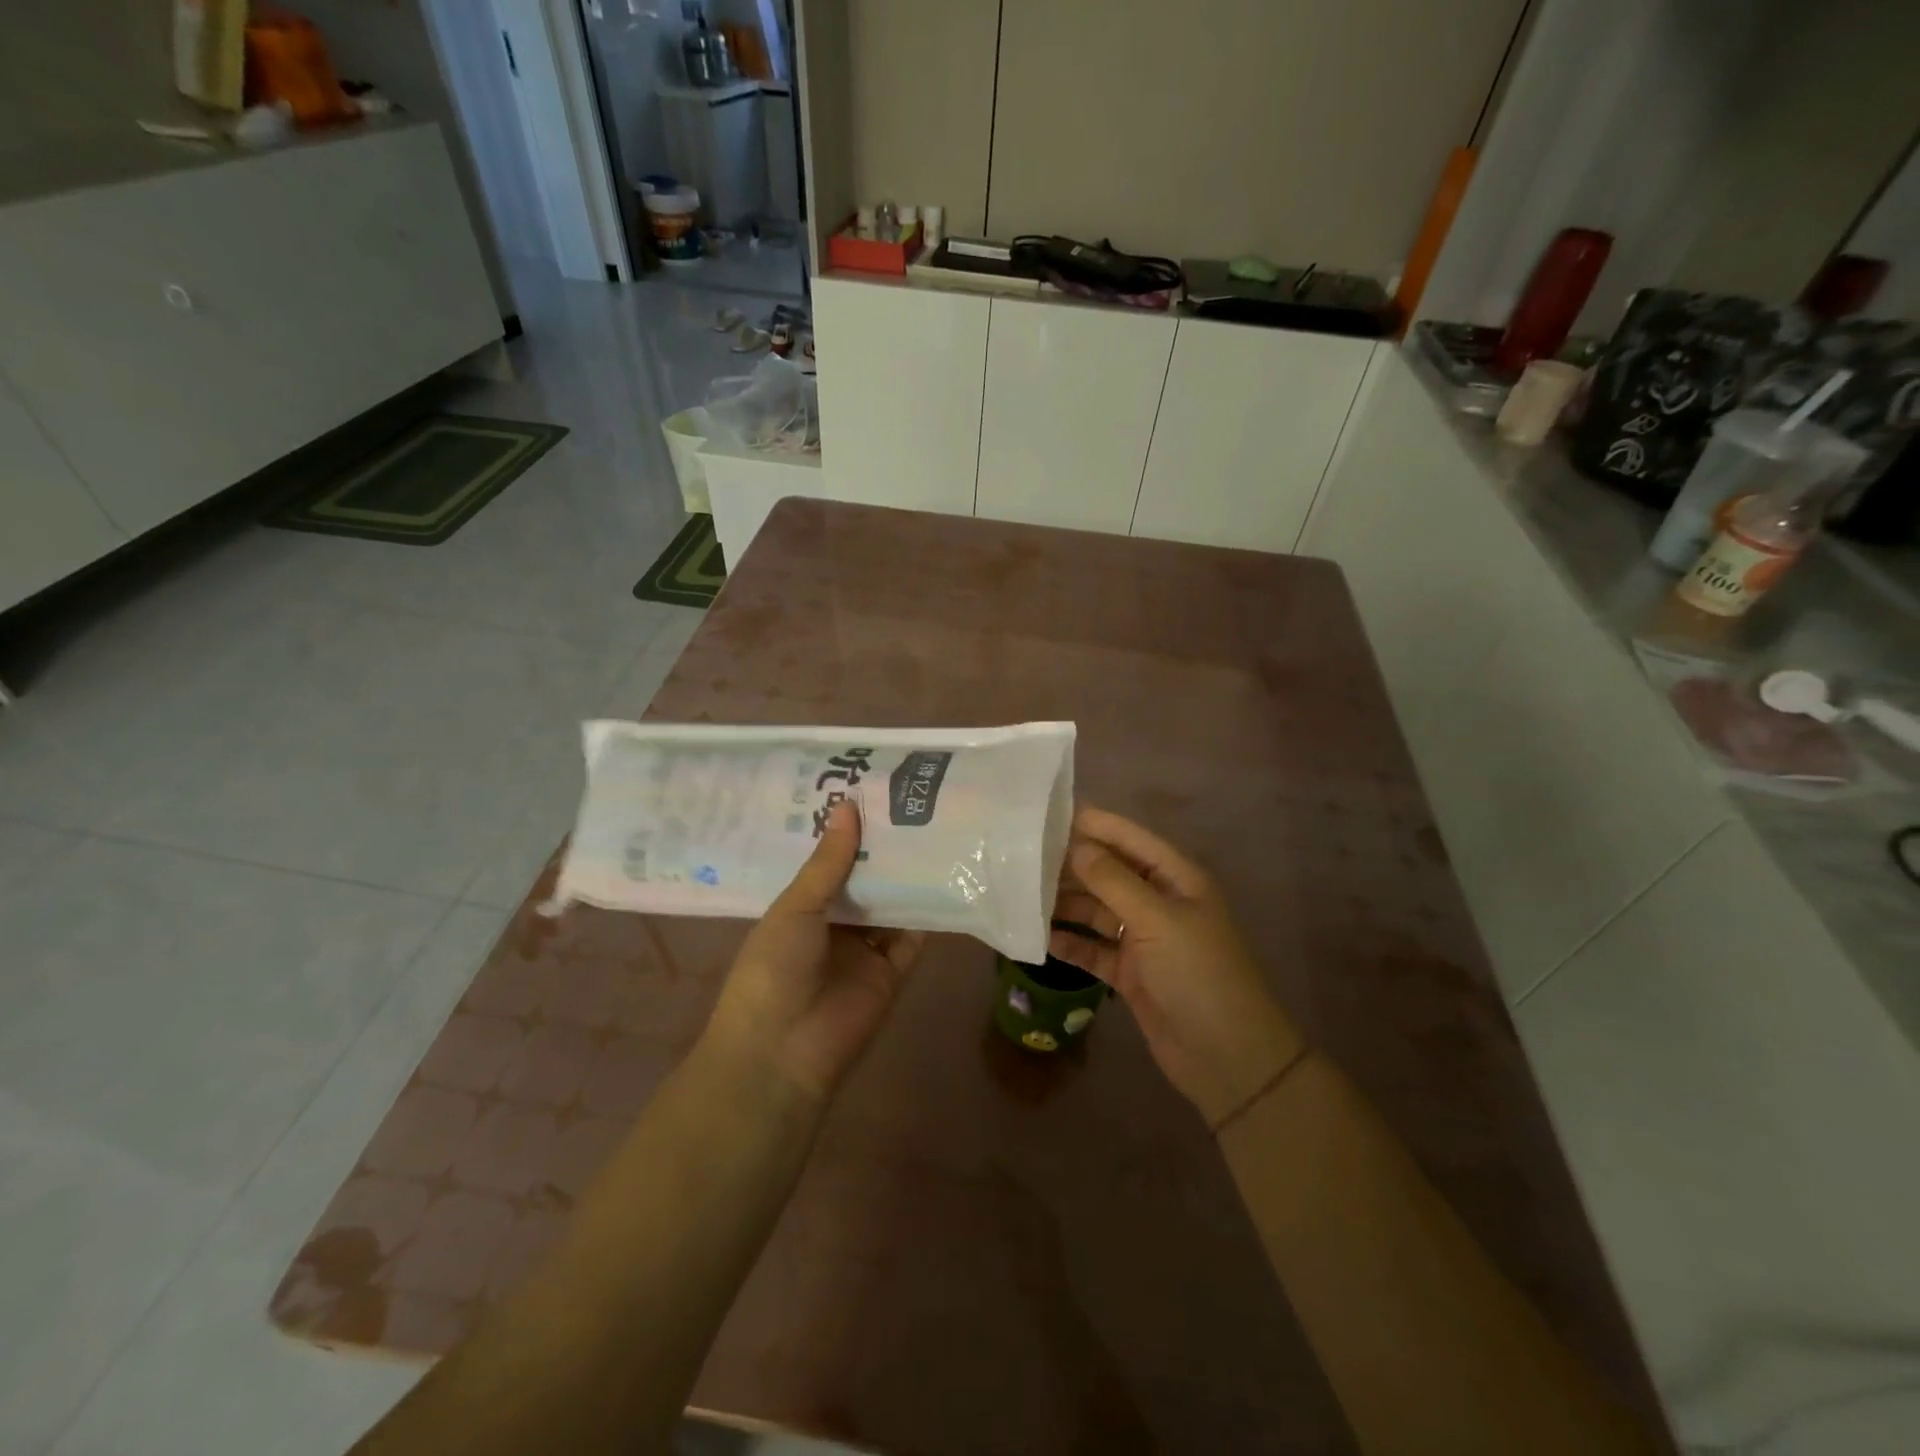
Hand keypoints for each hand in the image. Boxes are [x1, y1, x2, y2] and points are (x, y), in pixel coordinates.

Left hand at [702, 801, 925, 1104]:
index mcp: (802, 907)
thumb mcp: (795, 908)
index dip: (850, 831)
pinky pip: (914, 937)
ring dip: (910, 875)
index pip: (831, 861)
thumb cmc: (773, 969)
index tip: (874, 792)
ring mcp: (865, 949)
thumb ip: (828, 862)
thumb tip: (848, 806)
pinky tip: (949, 876)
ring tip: (938, 828)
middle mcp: (835, 924)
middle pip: (866, 880)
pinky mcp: (893, 972)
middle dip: (885, 849)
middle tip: (915, 802)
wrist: (782, 1052)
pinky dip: (930, 912)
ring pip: (893, 904)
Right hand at [1050, 806, 1304, 1128]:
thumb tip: (1075, 846)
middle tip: (1020, 857)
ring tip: (1020, 893)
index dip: (1091, 824)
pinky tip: (1038, 937)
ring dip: (1064, 903)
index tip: (1044, 815)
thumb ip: (1113, 881)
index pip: (1127, 837)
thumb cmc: (1198, 974)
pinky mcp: (1129, 972)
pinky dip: (1069, 941)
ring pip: (1095, 909)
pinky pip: (1092, 948)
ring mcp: (1142, 937)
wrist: (1228, 1058)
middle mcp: (1157, 900)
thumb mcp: (1157, 920)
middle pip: (1107, 872)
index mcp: (1174, 877)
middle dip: (1070, 864)